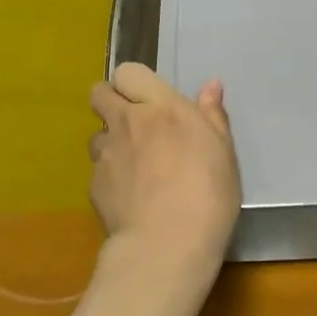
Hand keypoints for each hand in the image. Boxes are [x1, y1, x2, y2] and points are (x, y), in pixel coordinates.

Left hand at [88, 63, 241, 288]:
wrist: (167, 243)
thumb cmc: (207, 191)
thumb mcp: (223, 151)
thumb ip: (212, 115)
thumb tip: (211, 86)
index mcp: (161, 107)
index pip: (128, 72)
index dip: (134, 83)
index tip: (150, 101)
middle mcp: (127, 122)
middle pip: (99, 94)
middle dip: (110, 101)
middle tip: (134, 124)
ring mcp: (106, 153)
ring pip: (97, 135)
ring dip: (111, 142)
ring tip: (133, 166)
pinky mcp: (93, 185)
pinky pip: (98, 170)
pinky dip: (110, 177)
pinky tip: (129, 197)